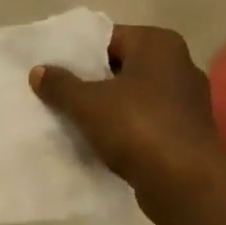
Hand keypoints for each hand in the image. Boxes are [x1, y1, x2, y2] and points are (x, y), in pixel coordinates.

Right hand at [30, 24, 225, 224]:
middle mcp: (178, 66)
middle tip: (56, 93)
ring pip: (132, 98)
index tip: (53, 68)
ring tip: (70, 119)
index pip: (109, 38)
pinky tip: (97, 143)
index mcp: (159, 44)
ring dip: (106, 109)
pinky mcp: (186, 134)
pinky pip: (145, 124)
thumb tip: (38, 71)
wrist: (187, 186)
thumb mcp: (87, 103)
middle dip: (90, 81)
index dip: (78, 53)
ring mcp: (186, 102)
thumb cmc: (138, 128)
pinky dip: (123, 131)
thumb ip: (60, 84)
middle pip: (120, 67)